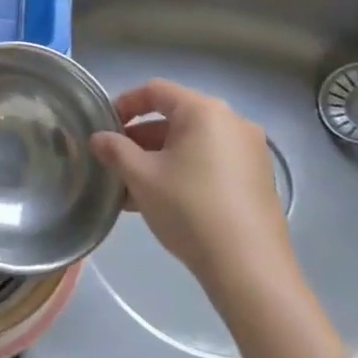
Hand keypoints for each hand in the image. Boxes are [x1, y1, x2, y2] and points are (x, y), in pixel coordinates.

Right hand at [90, 79, 296, 303]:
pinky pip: (212, 162)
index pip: (156, 90)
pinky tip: (164, 201)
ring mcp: (250, 151)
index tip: (105, 126)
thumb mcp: (141, 177)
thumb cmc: (189, 209)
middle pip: (176, 117)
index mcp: (205, 111)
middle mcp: (232, 122)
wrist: (249, 268)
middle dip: (141, 137)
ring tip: (134, 188)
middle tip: (117, 161)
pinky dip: (185, 171)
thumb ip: (115, 150)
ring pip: (193, 143)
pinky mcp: (258, 179)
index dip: (125, 103)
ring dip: (160, 158)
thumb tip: (98, 139)